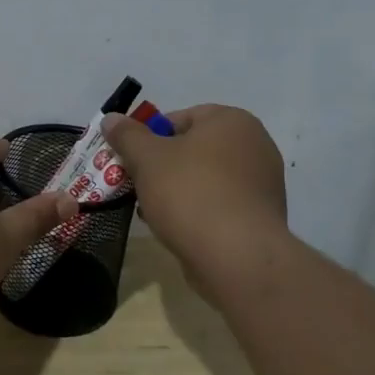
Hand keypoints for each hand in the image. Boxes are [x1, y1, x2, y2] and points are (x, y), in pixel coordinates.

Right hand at [101, 105, 291, 296]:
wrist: (237, 256)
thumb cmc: (190, 193)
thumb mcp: (146, 158)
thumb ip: (126, 135)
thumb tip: (111, 119)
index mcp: (231, 121)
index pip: (179, 118)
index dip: (148, 138)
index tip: (131, 161)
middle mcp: (255, 144)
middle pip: (193, 149)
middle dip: (162, 167)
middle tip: (138, 186)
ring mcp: (263, 182)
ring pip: (205, 178)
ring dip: (178, 191)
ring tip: (153, 212)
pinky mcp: (262, 216)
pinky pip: (221, 204)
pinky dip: (199, 211)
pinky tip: (179, 229)